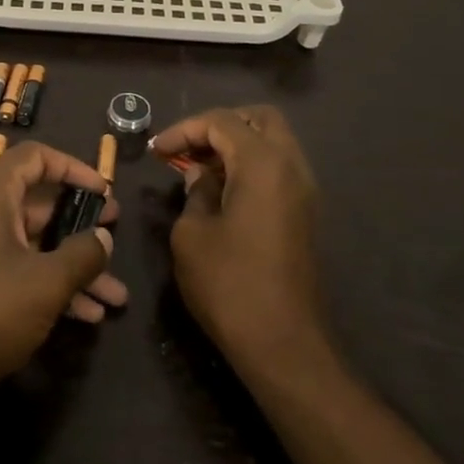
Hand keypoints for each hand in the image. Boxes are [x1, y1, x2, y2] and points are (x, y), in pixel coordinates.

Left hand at [0, 142, 127, 400]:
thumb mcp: (45, 283)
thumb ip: (82, 255)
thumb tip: (102, 237)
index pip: (34, 157)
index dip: (73, 168)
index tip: (105, 192)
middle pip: (37, 203)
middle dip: (80, 224)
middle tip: (115, 236)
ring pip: (31, 245)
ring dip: (72, 266)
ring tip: (115, 296)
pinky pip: (16, 272)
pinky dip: (48, 286)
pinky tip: (86, 316)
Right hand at [152, 106, 325, 372]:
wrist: (283, 345)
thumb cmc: (230, 285)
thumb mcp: (192, 235)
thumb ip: (194, 193)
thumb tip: (200, 176)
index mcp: (263, 164)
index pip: (222, 121)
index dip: (185, 129)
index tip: (157, 151)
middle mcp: (291, 167)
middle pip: (259, 118)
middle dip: (219, 125)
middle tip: (188, 148)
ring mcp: (304, 191)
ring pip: (273, 142)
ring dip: (237, 144)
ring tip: (200, 169)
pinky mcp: (305, 214)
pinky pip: (278, 168)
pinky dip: (251, 166)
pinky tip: (222, 191)